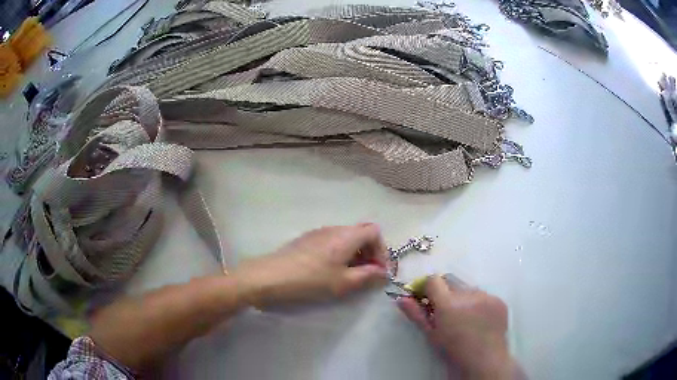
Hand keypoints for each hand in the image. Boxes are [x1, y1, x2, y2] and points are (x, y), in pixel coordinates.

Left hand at [235, 223, 388, 306]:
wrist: (270, 276)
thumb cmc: (311, 280)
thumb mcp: (343, 282)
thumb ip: (368, 276)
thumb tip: (383, 273)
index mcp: (346, 236)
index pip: (374, 232)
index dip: (382, 250)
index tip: (378, 271)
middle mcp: (334, 229)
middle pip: (361, 233)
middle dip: (370, 253)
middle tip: (367, 274)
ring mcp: (318, 233)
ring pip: (346, 238)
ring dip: (355, 254)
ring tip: (349, 275)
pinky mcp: (306, 240)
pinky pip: (332, 242)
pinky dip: (340, 254)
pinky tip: (330, 271)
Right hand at [397, 276, 517, 379]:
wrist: (484, 361)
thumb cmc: (453, 350)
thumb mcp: (431, 334)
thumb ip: (416, 314)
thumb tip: (401, 299)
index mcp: (449, 304)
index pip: (434, 280)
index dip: (428, 286)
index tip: (425, 296)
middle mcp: (469, 295)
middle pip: (451, 282)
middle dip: (446, 292)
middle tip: (445, 310)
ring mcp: (486, 296)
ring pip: (469, 289)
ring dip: (463, 298)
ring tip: (465, 318)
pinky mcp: (499, 300)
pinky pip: (485, 295)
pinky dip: (479, 303)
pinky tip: (479, 319)